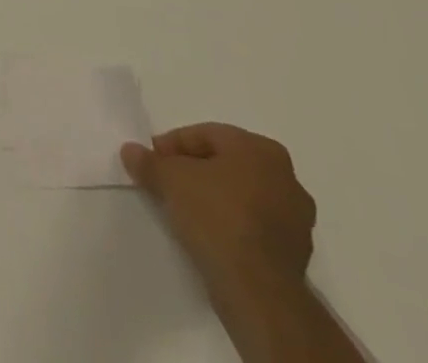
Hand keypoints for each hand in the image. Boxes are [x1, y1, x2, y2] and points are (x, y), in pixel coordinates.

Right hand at [120, 123, 315, 308]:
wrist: (259, 292)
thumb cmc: (216, 217)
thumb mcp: (169, 179)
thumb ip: (148, 161)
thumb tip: (130, 151)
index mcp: (259, 148)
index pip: (205, 136)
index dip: (173, 146)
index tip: (153, 162)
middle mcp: (286, 176)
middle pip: (226, 163)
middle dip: (196, 170)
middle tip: (168, 183)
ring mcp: (297, 218)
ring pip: (242, 195)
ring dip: (215, 198)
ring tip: (186, 212)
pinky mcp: (297, 254)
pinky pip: (255, 225)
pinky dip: (232, 224)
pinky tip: (210, 236)